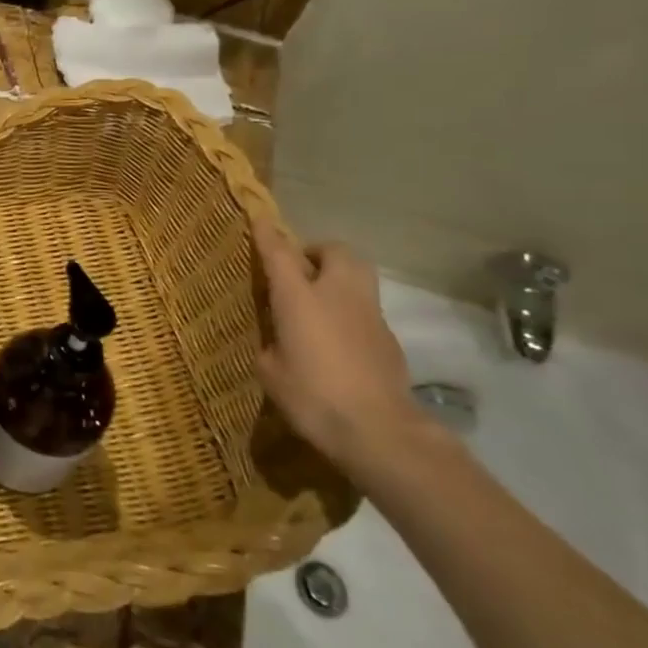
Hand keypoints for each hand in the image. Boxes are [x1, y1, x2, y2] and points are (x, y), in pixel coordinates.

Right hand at [250, 224, 427, 474]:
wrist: (378, 430)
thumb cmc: (312, 396)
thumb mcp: (271, 370)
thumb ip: (271, 344)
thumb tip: (278, 340)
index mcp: (299, 298)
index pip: (280, 253)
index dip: (268, 233)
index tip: (259, 217)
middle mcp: (336, 295)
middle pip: (335, 251)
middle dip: (317, 251)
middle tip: (299, 268)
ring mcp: (368, 314)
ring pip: (358, 275)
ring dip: (338, 276)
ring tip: (318, 298)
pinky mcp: (388, 338)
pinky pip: (365, 309)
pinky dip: (350, 311)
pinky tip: (336, 337)